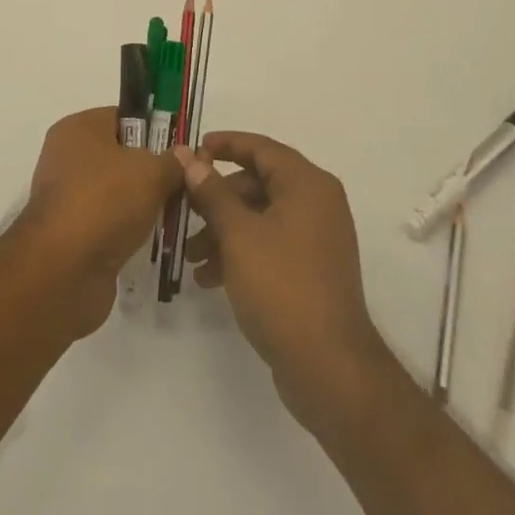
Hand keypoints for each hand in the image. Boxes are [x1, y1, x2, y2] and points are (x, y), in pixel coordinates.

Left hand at [16, 107, 180, 335]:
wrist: (63, 271)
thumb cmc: (105, 202)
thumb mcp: (151, 172)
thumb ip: (172, 161)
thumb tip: (184, 155)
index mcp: (79, 128)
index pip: (123, 117)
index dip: (154, 130)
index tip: (181, 151)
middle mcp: (67, 158)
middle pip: (120, 156)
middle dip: (152, 171)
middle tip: (184, 184)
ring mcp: (67, 198)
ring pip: (116, 193)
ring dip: (142, 205)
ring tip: (175, 215)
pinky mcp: (71, 236)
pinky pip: (109, 224)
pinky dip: (128, 232)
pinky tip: (154, 241)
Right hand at [177, 132, 387, 429]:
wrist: (330, 369)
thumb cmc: (282, 287)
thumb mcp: (238, 235)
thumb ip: (211, 192)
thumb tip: (188, 157)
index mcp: (307, 184)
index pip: (261, 148)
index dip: (226, 144)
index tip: (193, 149)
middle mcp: (317, 203)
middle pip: (259, 183)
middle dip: (218, 198)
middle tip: (184, 210)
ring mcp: (317, 239)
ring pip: (261, 218)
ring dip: (224, 230)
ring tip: (192, 257)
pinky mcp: (311, 271)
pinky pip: (270, 245)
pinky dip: (241, 253)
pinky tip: (210, 278)